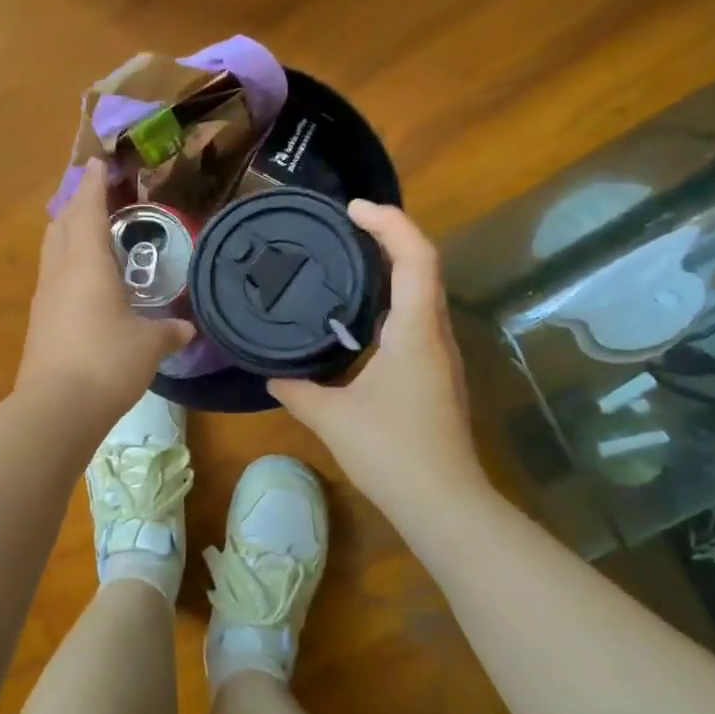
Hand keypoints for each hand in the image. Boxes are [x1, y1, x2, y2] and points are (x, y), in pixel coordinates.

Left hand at [15, 159, 194, 427]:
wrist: (57, 407)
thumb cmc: (107, 361)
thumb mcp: (149, 345)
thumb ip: (169, 331)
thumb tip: (186, 328)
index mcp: (87, 263)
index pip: (87, 210)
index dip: (93, 184)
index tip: (97, 163)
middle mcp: (60, 272)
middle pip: (61, 225)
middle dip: (77, 206)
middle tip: (98, 200)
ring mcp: (44, 298)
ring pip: (53, 252)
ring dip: (69, 236)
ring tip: (93, 238)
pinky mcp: (39, 323)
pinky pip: (53, 280)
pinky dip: (68, 268)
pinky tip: (86, 286)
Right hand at [269, 202, 486, 513]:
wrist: (443, 503)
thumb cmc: (391, 452)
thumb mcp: (331, 418)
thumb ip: (296, 390)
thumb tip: (271, 376)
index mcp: (414, 331)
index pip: (415, 257)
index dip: (389, 222)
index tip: (352, 210)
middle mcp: (434, 334)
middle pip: (423, 265)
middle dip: (389, 236)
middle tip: (344, 227)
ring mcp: (440, 355)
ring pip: (422, 293)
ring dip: (392, 268)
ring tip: (347, 261)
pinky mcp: (435, 374)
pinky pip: (416, 318)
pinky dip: (391, 300)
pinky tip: (358, 318)